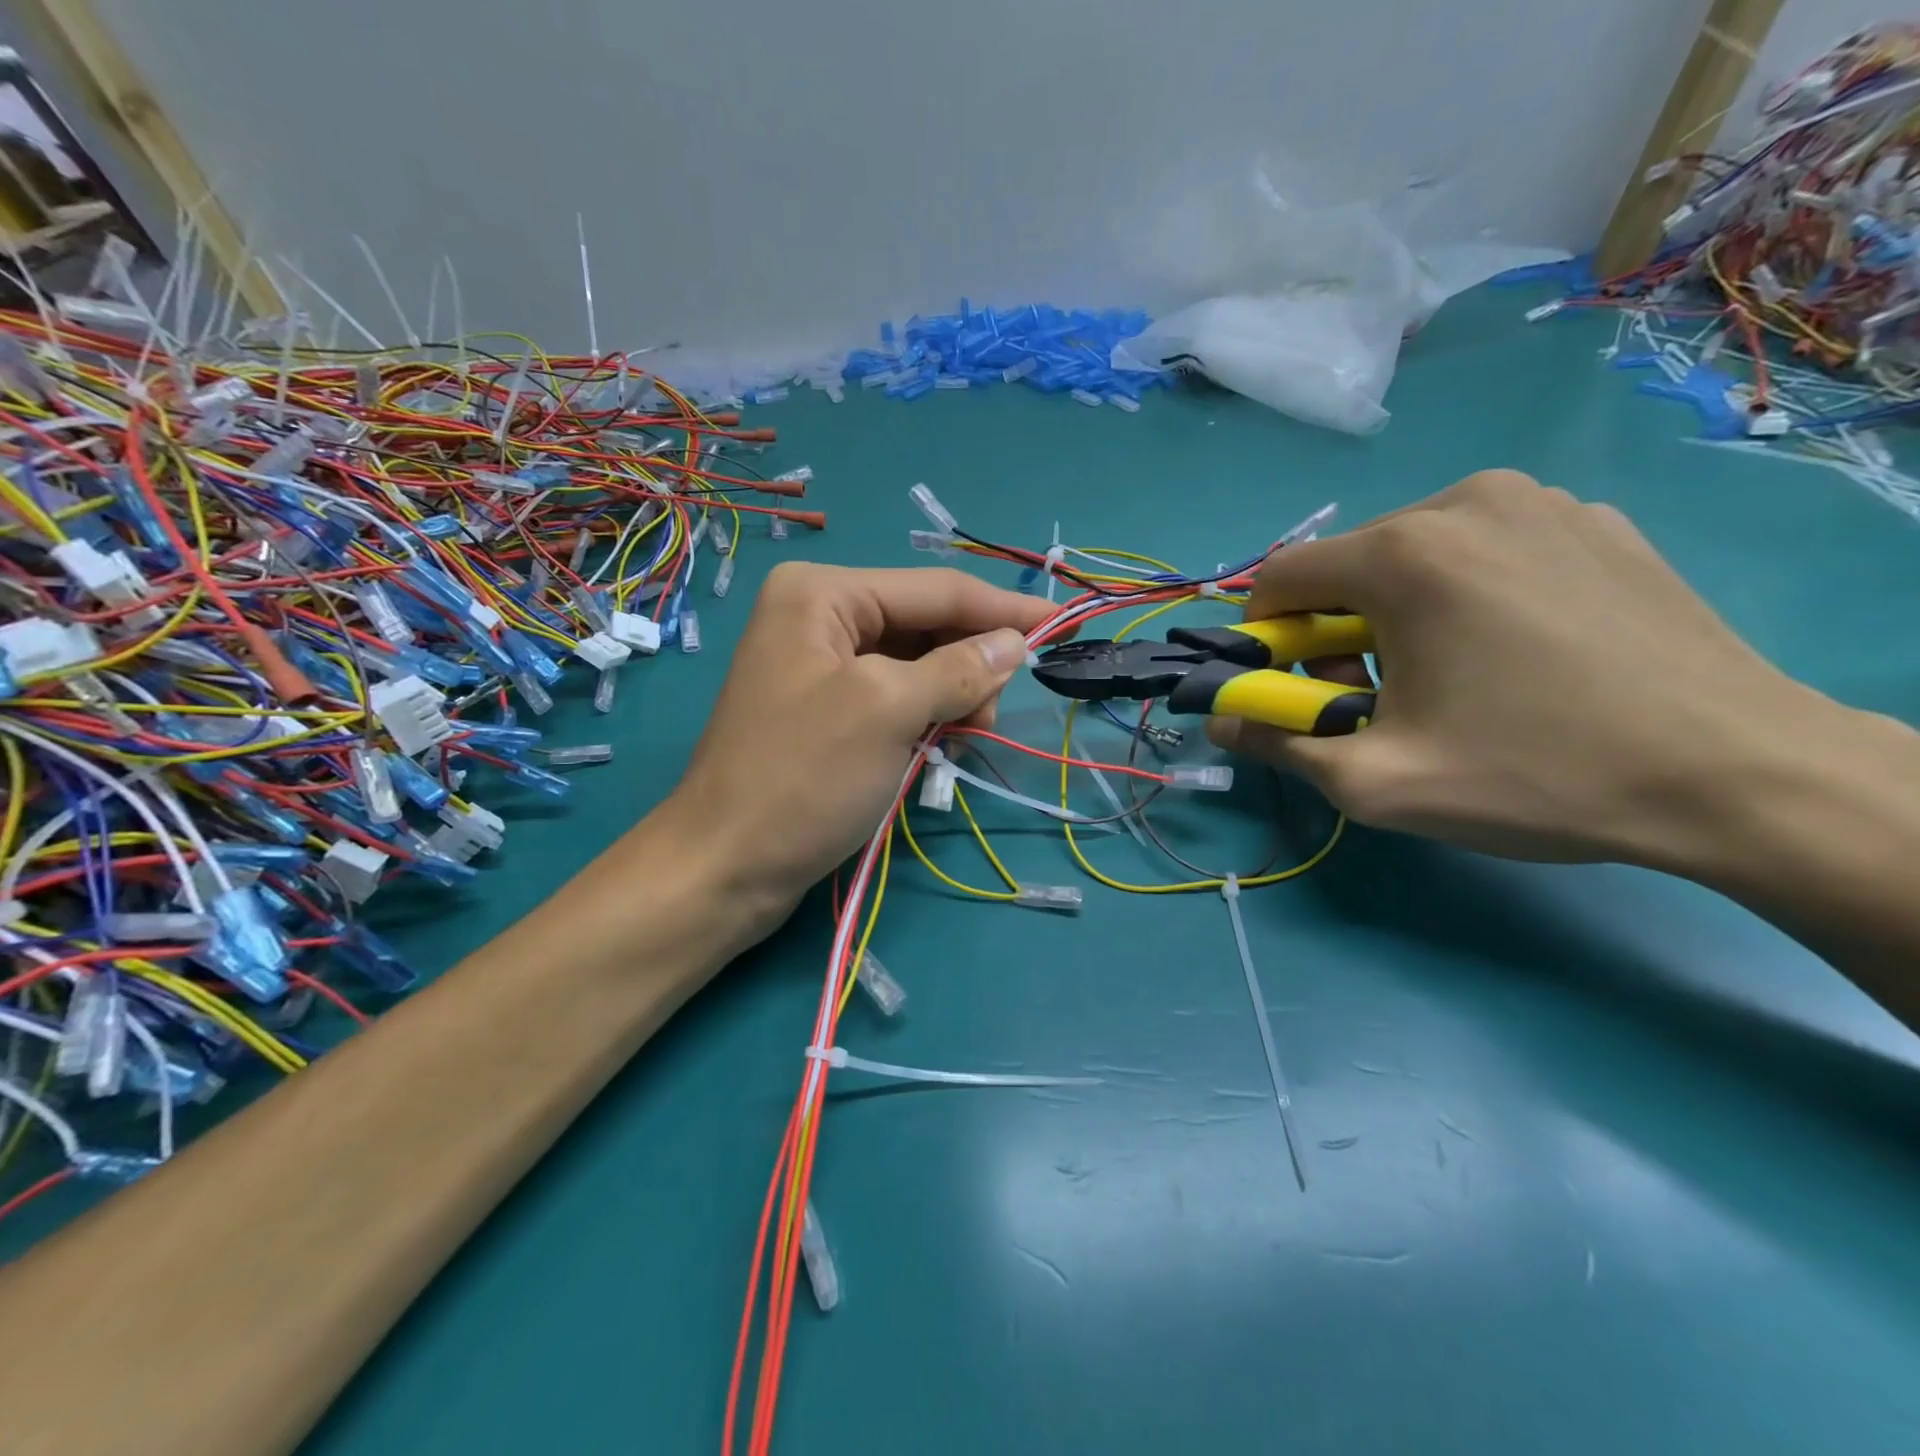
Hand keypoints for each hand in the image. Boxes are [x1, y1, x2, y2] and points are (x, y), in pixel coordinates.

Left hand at [663, 562, 1050, 940]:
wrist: (725, 867)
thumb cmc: (803, 778)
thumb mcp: (888, 711)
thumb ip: (958, 668)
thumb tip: (1015, 643)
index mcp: (823, 594)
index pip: (935, 589)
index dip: (1004, 609)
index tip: (1064, 624)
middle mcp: (818, 616)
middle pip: (924, 624)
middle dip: (969, 662)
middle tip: (991, 715)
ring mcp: (818, 665)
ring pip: (914, 664)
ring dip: (950, 695)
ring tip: (961, 736)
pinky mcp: (824, 710)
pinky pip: (893, 697)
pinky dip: (923, 717)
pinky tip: (935, 744)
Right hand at [1209, 471, 1844, 869]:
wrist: (1743, 777)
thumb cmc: (1537, 774)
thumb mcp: (1376, 782)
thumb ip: (1277, 744)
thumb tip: (1221, 724)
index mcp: (1405, 553)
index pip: (1281, 577)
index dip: (1266, 638)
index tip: (1297, 692)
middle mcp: (1466, 502)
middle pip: (1346, 567)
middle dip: (1335, 634)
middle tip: (1379, 701)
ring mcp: (1542, 502)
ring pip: (1413, 555)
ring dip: (1396, 615)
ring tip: (1450, 679)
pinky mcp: (1594, 522)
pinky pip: (1484, 550)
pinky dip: (1464, 596)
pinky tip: (1514, 654)